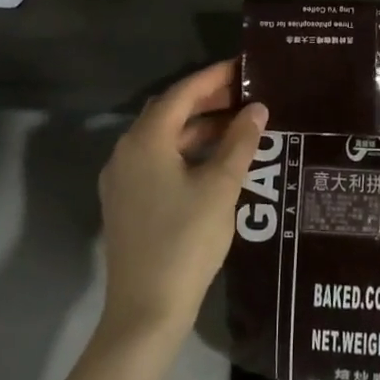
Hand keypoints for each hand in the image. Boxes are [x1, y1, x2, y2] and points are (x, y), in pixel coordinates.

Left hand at [97, 60, 267, 342]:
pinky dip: (185, 151)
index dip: (213, 77)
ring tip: (237, 124)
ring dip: (197, 127)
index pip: (181, 94)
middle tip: (244, 93)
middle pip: (169, 112)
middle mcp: (126, 152)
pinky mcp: (126, 203)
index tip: (242, 67)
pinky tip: (214, 160)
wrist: (145, 311)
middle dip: (206, 100)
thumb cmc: (185, 241)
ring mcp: (122, 180)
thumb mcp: (220, 187)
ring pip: (163, 138)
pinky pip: (157, 160)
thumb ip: (240, 143)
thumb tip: (257, 108)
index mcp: (145, 141)